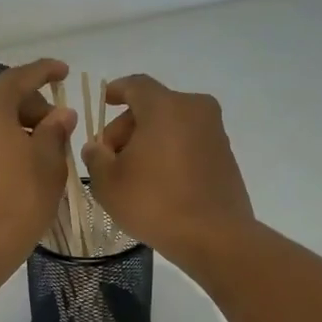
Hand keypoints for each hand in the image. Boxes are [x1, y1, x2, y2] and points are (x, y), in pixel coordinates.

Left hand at [0, 59, 76, 273]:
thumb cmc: (16, 203)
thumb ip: (54, 131)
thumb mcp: (48, 165)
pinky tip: (6, 165)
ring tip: (32, 150)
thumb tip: (60, 114)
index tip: (63, 71)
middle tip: (54, 129)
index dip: (46, 72)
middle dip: (28, 106)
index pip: (21, 76)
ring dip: (7, 126)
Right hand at [82, 74, 254, 268]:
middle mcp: (194, 109)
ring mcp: (214, 132)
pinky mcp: (225, 155)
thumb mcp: (108, 183)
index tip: (105, 102)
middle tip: (109, 156)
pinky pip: (189, 142)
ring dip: (149, 140)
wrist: (214, 236)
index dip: (116, 91)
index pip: (135, 85)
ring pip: (172, 124)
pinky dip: (170, 151)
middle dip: (128, 126)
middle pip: (153, 106)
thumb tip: (97, 147)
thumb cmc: (154, 202)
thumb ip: (96, 157)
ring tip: (132, 172)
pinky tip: (157, 181)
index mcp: (164, 107)